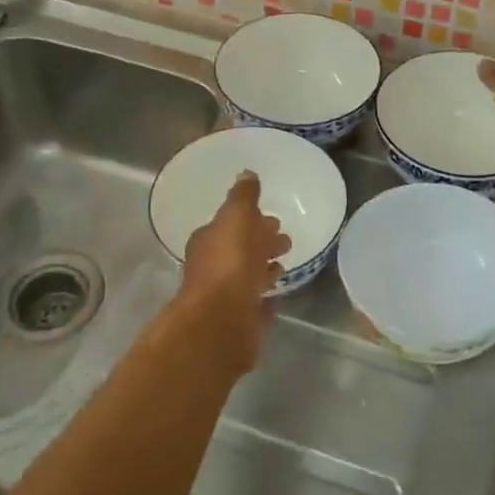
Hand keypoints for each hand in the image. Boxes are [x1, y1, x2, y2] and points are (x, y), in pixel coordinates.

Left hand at [177, 172, 291, 353]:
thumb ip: (243, 197)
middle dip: (261, 243)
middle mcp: (212, 267)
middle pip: (240, 250)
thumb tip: (246, 173)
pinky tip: (278, 295)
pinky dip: (266, 297)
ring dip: (264, 270)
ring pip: (248, 277)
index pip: (230, 225)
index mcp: (208, 241)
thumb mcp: (236, 217)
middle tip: (285, 240)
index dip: (251, 221)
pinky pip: (256, 304)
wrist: (221, 321)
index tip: (272, 220)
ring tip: (285, 266)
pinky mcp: (239, 321)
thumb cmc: (229, 263)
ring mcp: (225, 297)